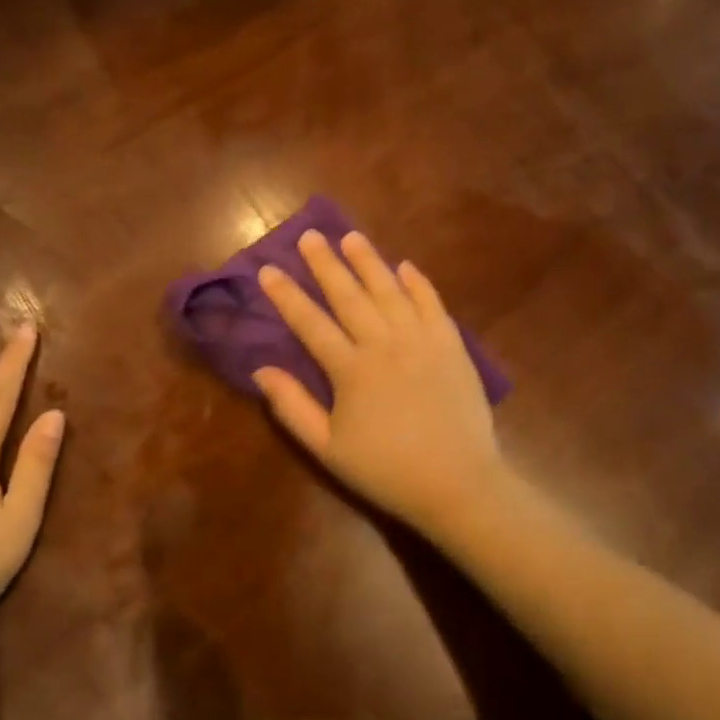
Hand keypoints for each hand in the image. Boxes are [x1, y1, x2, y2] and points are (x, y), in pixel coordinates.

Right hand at [254, 231, 506, 532]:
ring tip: (351, 237)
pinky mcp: (452, 346)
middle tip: (310, 236)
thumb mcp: (328, 449)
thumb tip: (262, 370)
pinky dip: (418, 283)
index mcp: (351, 370)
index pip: (310, 323)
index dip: (287, 295)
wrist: (458, 484)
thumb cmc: (386, 471)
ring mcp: (422, 341)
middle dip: (326, 264)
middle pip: (349, 296)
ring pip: (390, 291)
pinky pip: (432, 304)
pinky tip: (405, 266)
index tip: (268, 269)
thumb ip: (293, 408)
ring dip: (369, 261)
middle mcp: (384, 344)